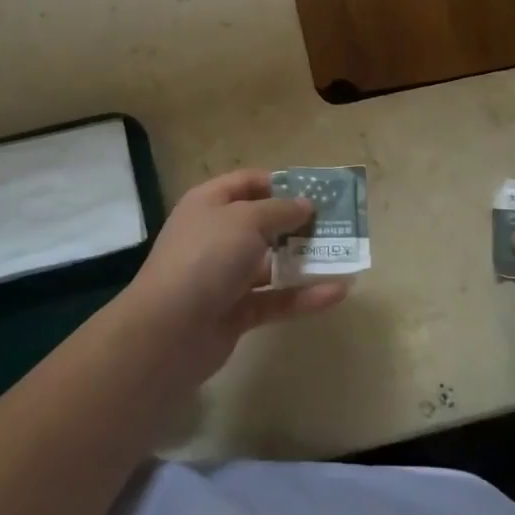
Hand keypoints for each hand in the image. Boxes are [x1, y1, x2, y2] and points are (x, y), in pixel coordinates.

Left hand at [120, 169, 349, 385]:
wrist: (168, 330)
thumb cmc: (207, 256)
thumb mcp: (246, 220)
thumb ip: (281, 210)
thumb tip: (306, 204)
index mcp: (210, 204)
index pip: (247, 183)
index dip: (280, 183)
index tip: (316, 191)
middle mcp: (217, 235)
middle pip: (263, 223)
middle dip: (299, 223)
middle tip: (337, 224)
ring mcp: (225, 276)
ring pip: (272, 264)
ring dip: (306, 261)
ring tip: (345, 257)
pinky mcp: (236, 312)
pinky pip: (276, 299)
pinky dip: (304, 296)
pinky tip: (338, 293)